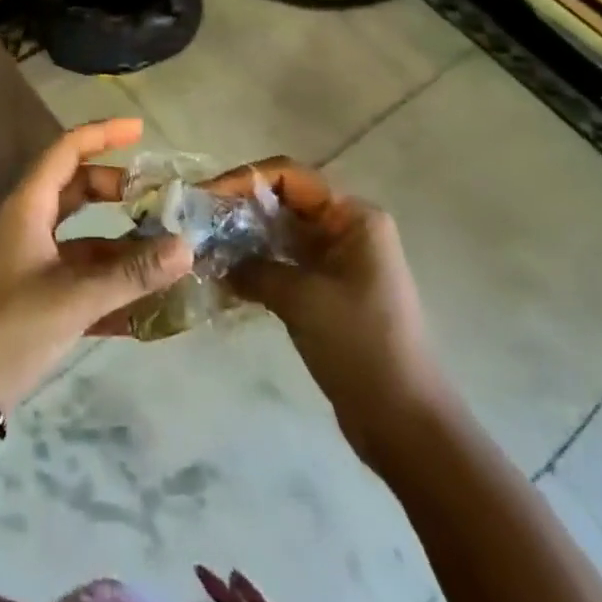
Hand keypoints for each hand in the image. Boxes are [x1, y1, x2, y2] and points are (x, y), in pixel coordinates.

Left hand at [0, 119, 192, 411]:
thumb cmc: (7, 328)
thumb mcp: (73, 299)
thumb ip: (131, 275)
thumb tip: (186, 246)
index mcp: (29, 207)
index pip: (67, 150)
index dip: (103, 134)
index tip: (140, 130)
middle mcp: (28, 224)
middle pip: (76, 189)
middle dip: (116, 190)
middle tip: (156, 199)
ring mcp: (29, 260)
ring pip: (81, 235)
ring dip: (118, 241)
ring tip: (162, 251)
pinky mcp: (32, 294)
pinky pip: (76, 273)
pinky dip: (106, 279)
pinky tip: (143, 301)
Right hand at [206, 156, 444, 447]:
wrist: (405, 425)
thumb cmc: (360, 346)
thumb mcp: (302, 299)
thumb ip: (254, 268)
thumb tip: (213, 258)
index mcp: (352, 216)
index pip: (288, 176)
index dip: (243, 180)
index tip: (204, 197)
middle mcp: (345, 228)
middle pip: (282, 201)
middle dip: (238, 209)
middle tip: (195, 222)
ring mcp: (337, 261)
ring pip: (279, 233)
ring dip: (242, 238)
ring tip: (201, 247)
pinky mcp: (327, 290)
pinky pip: (284, 262)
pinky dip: (255, 265)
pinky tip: (222, 276)